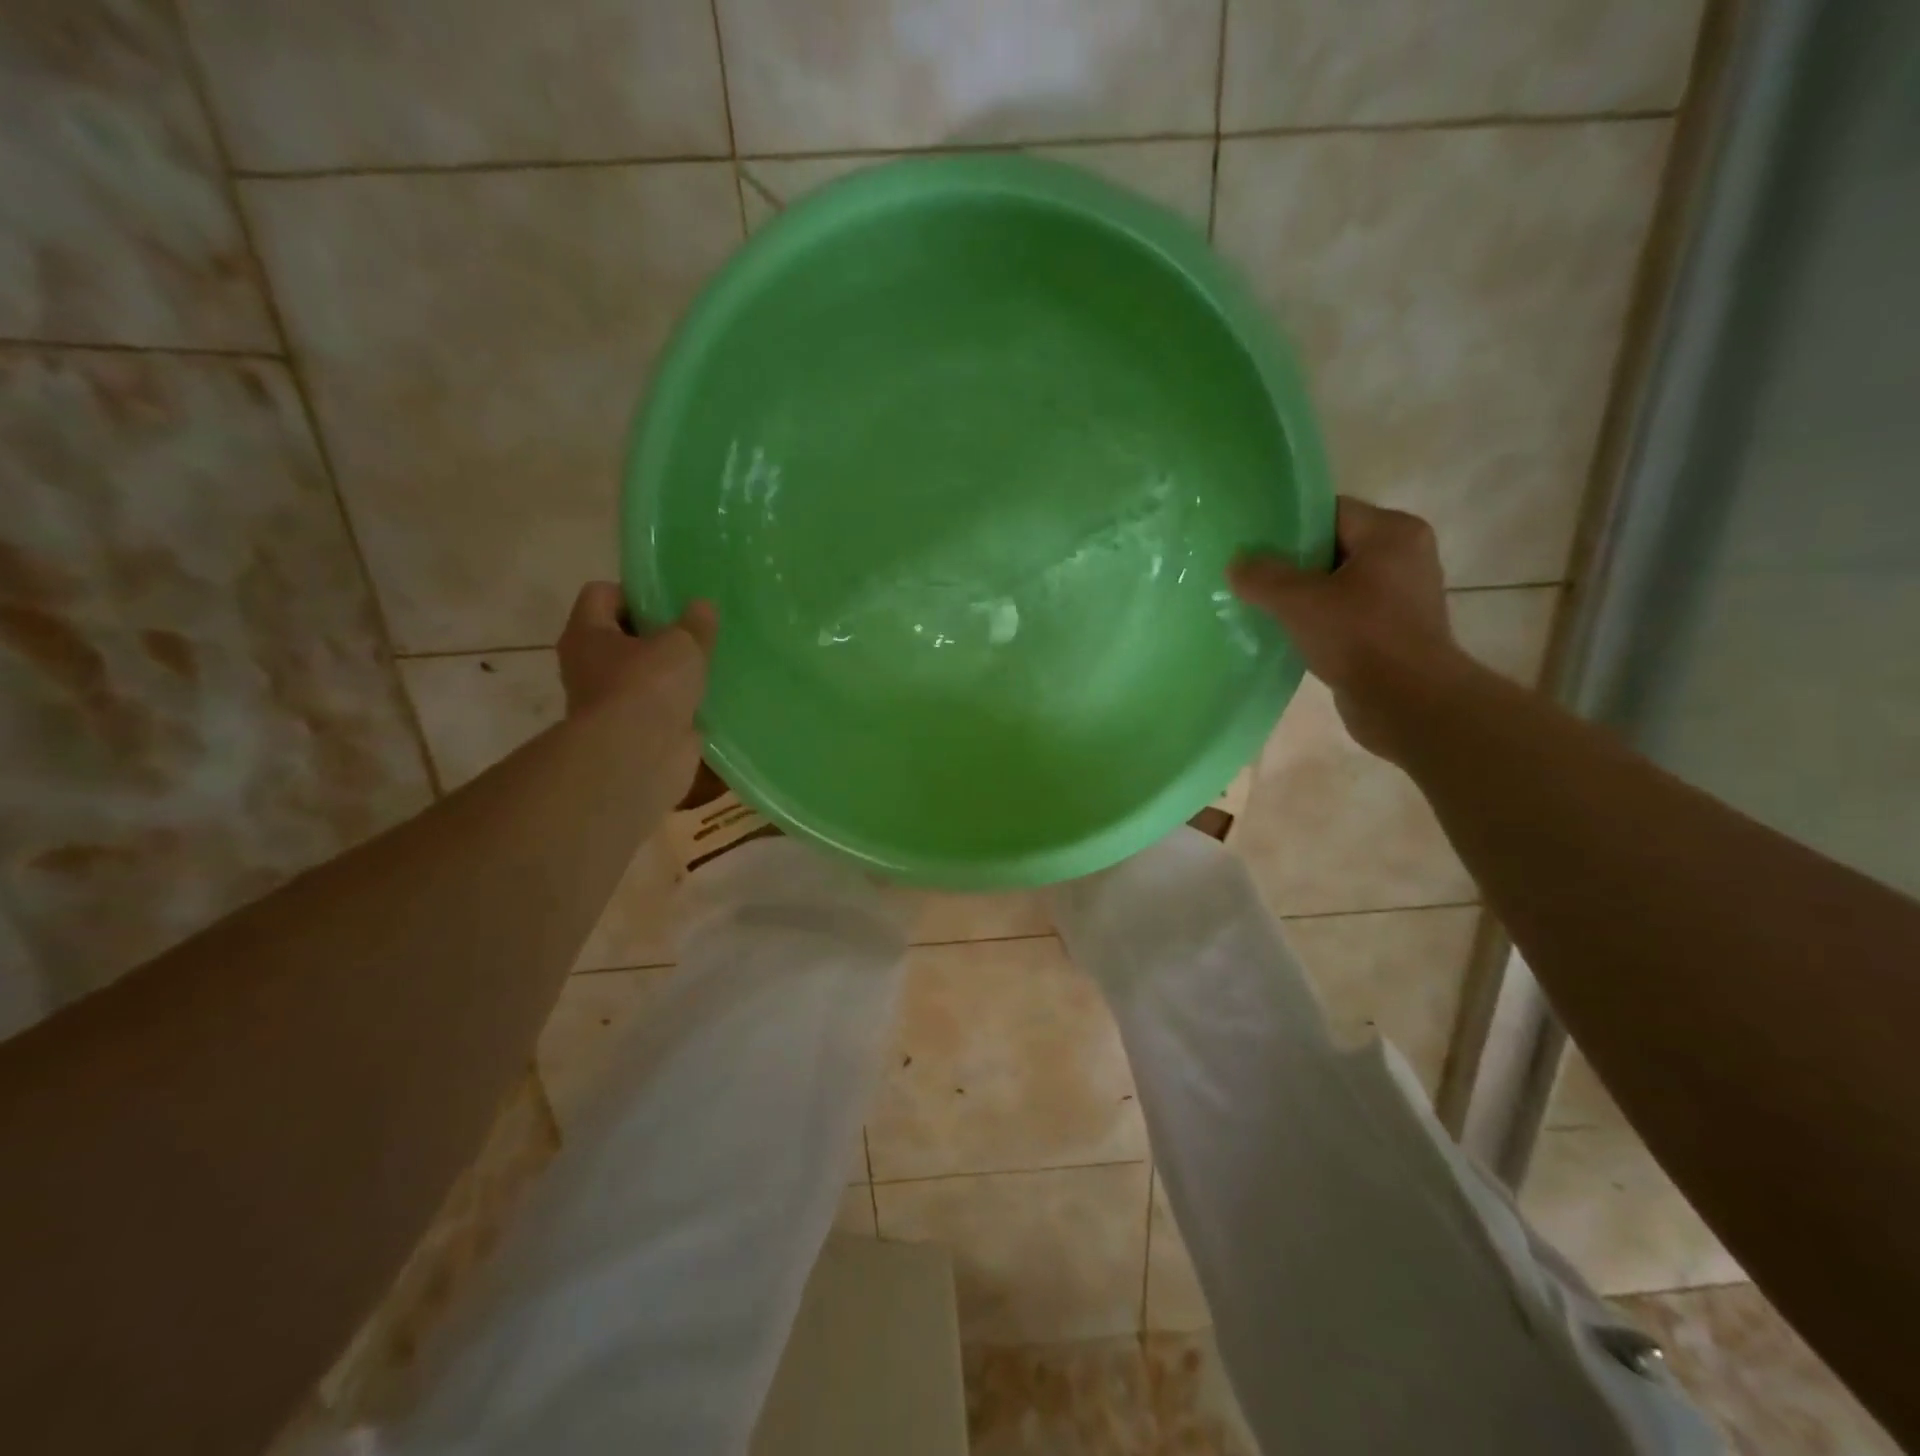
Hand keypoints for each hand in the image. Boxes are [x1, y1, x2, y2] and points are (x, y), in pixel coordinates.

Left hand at [557, 582, 716, 793]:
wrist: (639, 757)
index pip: (602, 594)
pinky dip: (680, 705)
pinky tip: (710, 699)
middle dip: (659, 635)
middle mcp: (589, 666)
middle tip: (695, 633)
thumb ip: (695, 624)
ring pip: (643, 675)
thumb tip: (702, 607)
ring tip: (708, 665)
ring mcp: (611, 703)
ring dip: (672, 673)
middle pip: (623, 637)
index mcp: (587, 633)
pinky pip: (660, 708)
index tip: (672, 602)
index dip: (636, 592)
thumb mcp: (682, 644)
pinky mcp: (635, 732)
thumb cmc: (649, 686)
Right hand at [1229, 497, 1463, 759]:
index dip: (1289, 524)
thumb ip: (1263, 577)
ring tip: (1261, 606)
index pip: (1331, 511)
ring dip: (1302, 596)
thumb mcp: (1300, 601)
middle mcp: (1404, 556)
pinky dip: (1317, 620)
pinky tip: (1287, 634)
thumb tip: (1236, 563)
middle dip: (1291, 563)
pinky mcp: (1392, 631)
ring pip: (1336, 584)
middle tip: (1250, 576)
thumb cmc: (1360, 638)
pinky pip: (1344, 613)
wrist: (1409, 704)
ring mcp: (1401, 596)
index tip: (1252, 543)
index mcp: (1393, 533)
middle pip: (1332, 547)